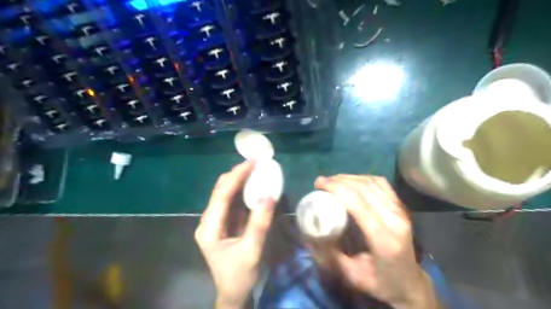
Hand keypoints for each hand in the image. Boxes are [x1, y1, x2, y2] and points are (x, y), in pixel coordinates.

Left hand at [196, 162, 277, 308]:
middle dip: (236, 175)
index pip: (221, 195)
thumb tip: (268, 195)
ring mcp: (215, 222)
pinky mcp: (224, 224)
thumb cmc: (239, 275)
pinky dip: (242, 192)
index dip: (236, 176)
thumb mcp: (251, 251)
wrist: (233, 293)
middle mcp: (208, 221)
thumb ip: (259, 223)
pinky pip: (232, 203)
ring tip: (254, 170)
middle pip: (220, 191)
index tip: (251, 162)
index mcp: (209, 228)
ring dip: (239, 181)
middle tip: (254, 163)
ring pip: (225, 195)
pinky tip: (253, 186)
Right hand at [317, 176, 441, 308]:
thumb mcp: (350, 274)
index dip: (337, 189)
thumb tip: (309, 233)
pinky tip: (352, 181)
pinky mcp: (401, 208)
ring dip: (350, 178)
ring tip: (333, 180)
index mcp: (383, 239)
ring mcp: (401, 212)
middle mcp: (395, 220)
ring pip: (373, 183)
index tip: (319, 183)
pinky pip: (381, 184)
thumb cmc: (379, 281)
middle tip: (322, 181)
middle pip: (365, 189)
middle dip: (340, 181)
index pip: (359, 204)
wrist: (409, 283)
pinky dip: (363, 178)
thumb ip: (330, 253)